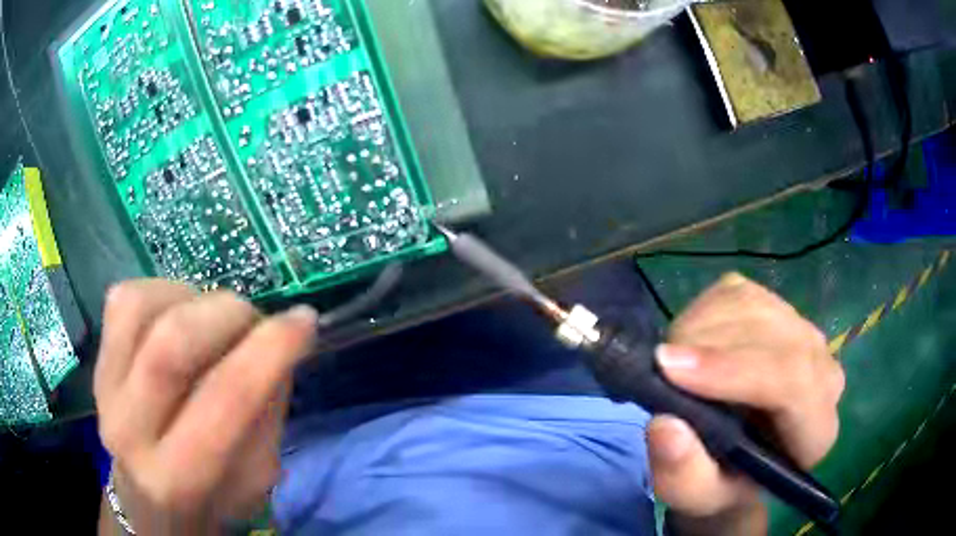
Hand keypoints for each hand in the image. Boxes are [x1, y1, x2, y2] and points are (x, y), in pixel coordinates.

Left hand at [94, 280, 317, 533]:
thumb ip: (267, 411)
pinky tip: (178, 313)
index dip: (270, 348)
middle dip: (227, 314)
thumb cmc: (212, 493)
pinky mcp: (97, 357)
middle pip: (172, 342)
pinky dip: (162, 292)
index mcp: (180, 475)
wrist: (149, 495)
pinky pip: (125, 296)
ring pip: (141, 306)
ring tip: (211, 319)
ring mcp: (104, 386)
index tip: (304, 320)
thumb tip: (275, 342)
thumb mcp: (258, 475)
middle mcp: (130, 428)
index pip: (225, 398)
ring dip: (191, 298)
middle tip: (252, 320)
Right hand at [647, 273, 844, 535]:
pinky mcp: (776, 307)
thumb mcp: (696, 497)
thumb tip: (664, 424)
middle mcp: (822, 371)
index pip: (792, 381)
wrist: (738, 458)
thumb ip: (683, 475)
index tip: (669, 368)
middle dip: (709, 345)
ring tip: (672, 362)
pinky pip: (737, 292)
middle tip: (658, 364)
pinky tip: (690, 343)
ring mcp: (802, 331)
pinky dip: (702, 312)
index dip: (733, 370)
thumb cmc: (722, 482)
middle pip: (773, 336)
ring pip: (754, 306)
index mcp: (816, 430)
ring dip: (701, 327)